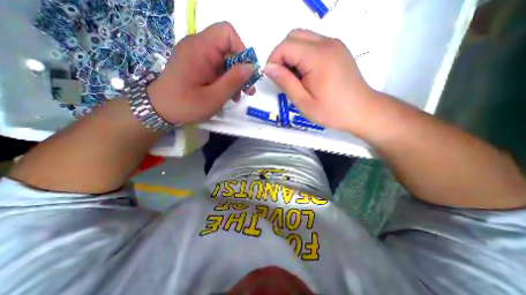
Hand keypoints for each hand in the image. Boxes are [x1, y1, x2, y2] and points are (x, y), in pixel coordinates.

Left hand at [147, 22, 255, 124]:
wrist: (160, 110)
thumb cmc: (186, 105)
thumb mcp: (215, 96)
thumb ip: (234, 80)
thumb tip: (251, 67)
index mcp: (200, 49)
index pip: (227, 33)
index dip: (241, 50)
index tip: (246, 72)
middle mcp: (197, 46)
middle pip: (227, 48)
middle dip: (240, 69)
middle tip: (247, 89)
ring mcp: (196, 55)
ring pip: (224, 60)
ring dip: (234, 77)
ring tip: (237, 96)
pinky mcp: (196, 64)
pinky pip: (216, 67)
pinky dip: (225, 79)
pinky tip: (228, 93)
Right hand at [267, 29, 372, 131]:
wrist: (362, 111)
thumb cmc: (331, 111)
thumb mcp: (303, 102)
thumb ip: (285, 82)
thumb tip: (269, 68)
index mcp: (317, 57)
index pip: (286, 46)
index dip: (274, 60)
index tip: (273, 77)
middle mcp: (327, 43)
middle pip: (294, 36)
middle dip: (282, 55)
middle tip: (283, 77)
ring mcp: (334, 45)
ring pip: (303, 38)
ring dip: (292, 55)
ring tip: (295, 78)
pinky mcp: (337, 50)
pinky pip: (313, 44)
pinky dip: (303, 56)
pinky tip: (306, 74)